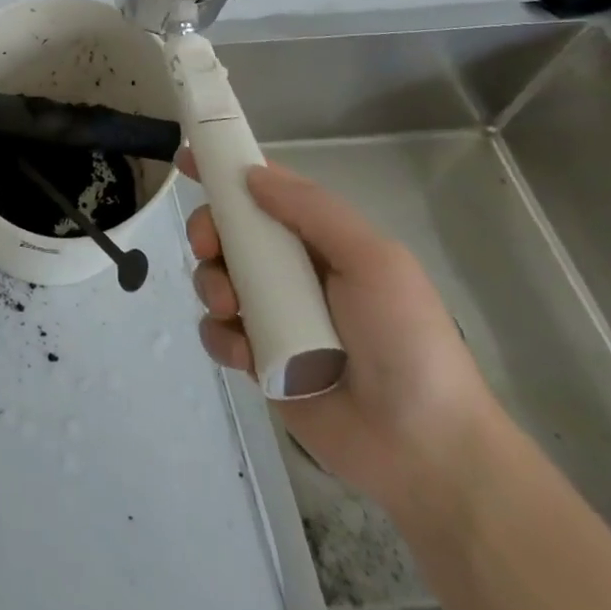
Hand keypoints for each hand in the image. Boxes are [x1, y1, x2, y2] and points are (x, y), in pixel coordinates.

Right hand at [182, 157, 500, 512]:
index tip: (186, 160)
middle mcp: (293, 273)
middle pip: (230, 233)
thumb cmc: (406, 340)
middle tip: (206, 247)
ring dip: (210, 284)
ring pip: (216, 279)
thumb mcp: (372, 260)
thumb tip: (250, 174)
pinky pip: (218, 333)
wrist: (424, 449)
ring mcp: (274, 317)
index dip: (227, 173)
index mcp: (322, 243)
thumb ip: (313, 210)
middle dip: (208, 231)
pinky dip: (220, 336)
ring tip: (230, 309)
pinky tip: (243, 354)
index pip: (266, 193)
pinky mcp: (260, 360)